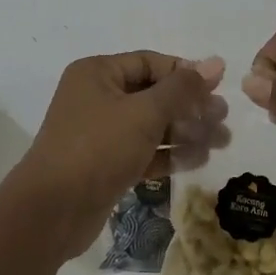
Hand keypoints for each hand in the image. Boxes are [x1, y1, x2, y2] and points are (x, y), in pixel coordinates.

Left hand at [14, 51, 228, 256]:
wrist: (52, 211)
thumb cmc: (98, 148)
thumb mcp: (144, 113)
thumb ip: (182, 89)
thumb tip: (215, 63)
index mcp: (98, 73)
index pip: (150, 63)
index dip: (186, 73)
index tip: (220, 87)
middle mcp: (96, 97)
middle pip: (153, 95)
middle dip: (190, 107)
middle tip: (224, 119)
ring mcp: (99, 133)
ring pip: (150, 126)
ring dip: (185, 132)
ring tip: (221, 142)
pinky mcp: (104, 165)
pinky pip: (142, 151)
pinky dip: (168, 154)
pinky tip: (199, 160)